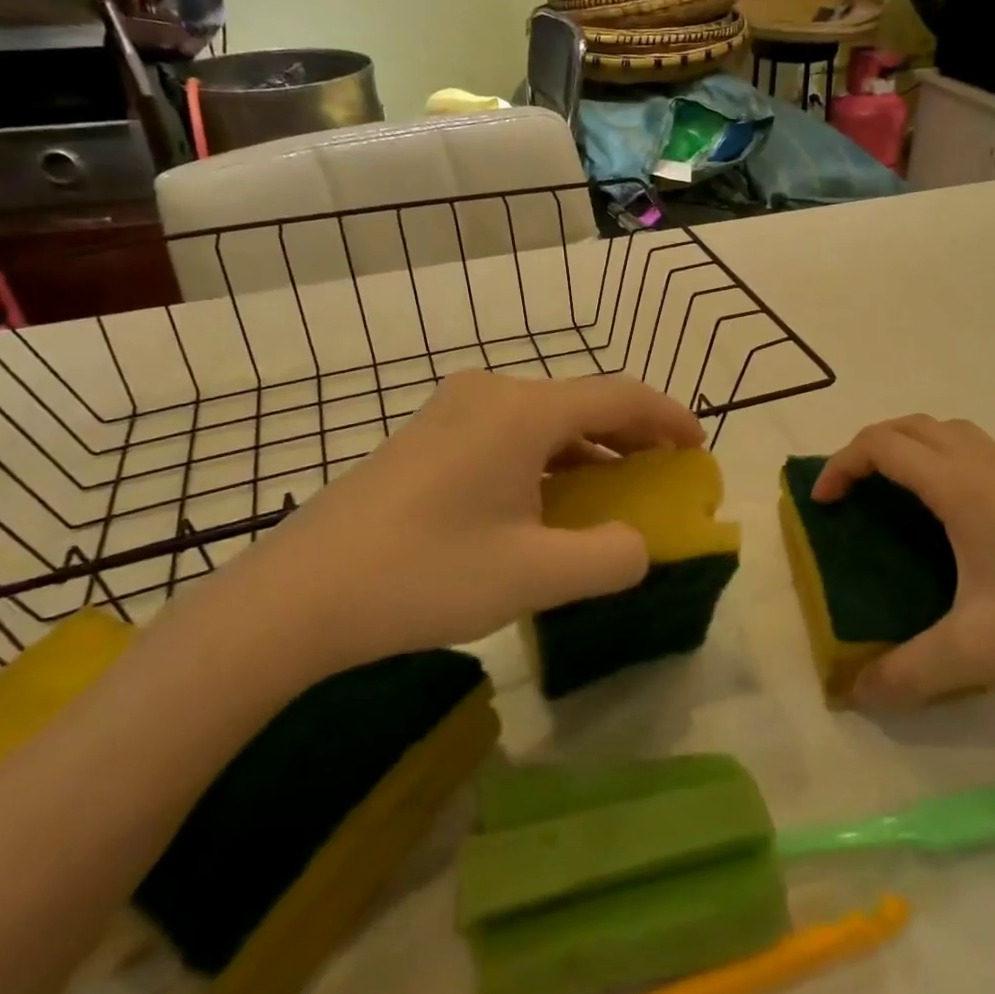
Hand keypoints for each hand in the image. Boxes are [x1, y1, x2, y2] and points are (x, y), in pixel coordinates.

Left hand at [208, 372, 704, 679]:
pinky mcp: (426, 439)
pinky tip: (549, 500)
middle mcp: (490, 395)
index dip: (667, 417)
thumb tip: (638, 545)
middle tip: (664, 469)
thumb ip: (610, 558)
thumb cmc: (424, 576)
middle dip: (631, 434)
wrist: (296, 598)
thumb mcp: (534, 576)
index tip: (698, 445)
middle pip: (582, 402)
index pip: (619, 395)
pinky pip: (509, 436)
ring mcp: (451, 413)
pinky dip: (547, 460)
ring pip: (544, 421)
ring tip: (616, 487)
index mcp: (523, 411)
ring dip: (588, 450)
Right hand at [812, 416, 994, 707]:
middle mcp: (985, 469)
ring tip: (889, 493)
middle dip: (868, 448)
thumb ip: (911, 671)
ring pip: (946, 433)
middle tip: (850, 493)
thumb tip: (858, 695)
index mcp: (963, 489)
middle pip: (911, 426)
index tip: (823, 503)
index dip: (842, 464)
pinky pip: (972, 453)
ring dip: (907, 447)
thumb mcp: (978, 649)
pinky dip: (939, 461)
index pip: (884, 445)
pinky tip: (945, 516)